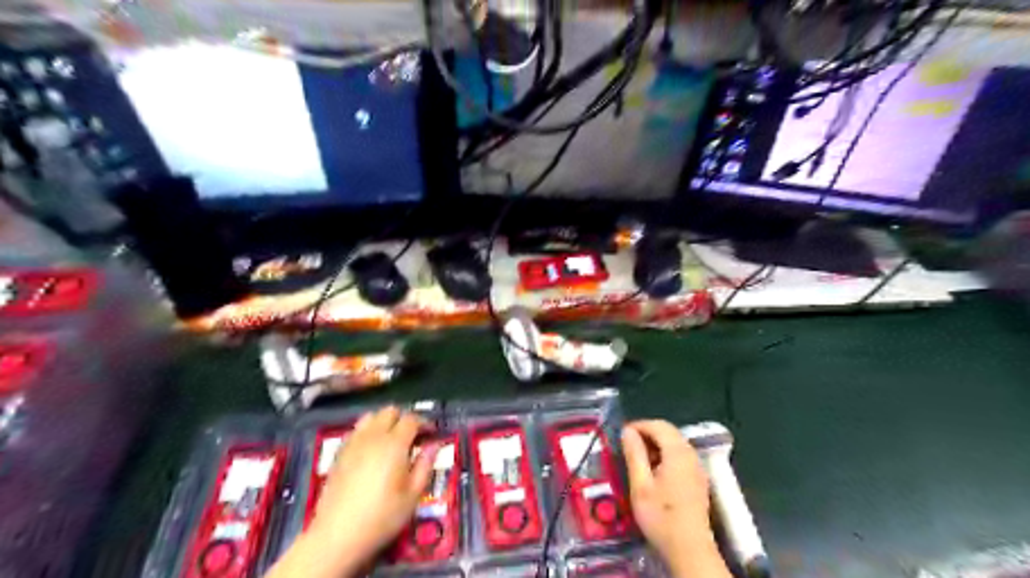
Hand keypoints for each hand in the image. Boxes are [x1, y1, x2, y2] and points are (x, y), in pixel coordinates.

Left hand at [305, 409, 433, 571]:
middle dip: (404, 419)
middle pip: (390, 411)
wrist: (337, 535)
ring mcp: (353, 443)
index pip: (412, 419)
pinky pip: (356, 430)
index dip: (424, 423)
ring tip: (392, 440)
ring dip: (384, 422)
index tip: (432, 434)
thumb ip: (425, 465)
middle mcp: (373, 436)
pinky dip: (367, 431)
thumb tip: (434, 445)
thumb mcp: (413, 495)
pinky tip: (371, 450)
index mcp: (394, 444)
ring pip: (370, 417)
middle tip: (413, 437)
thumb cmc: (382, 516)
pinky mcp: (339, 454)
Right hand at [619, 419, 731, 577]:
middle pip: (669, 432)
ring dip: (656, 445)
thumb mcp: (640, 485)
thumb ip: (634, 454)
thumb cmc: (661, 517)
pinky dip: (665, 456)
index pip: (659, 425)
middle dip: (647, 434)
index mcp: (678, 453)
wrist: (689, 550)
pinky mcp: (698, 480)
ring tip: (637, 459)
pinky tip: (653, 472)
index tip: (621, 435)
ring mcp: (697, 468)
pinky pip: (680, 457)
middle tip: (627, 446)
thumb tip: (627, 431)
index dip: (639, 425)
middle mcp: (691, 455)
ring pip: (675, 444)